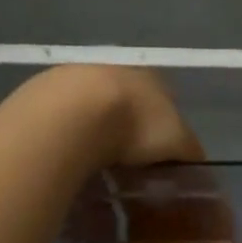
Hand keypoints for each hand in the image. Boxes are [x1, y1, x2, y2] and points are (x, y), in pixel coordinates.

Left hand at [24, 66, 205, 169]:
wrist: (71, 113)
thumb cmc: (134, 125)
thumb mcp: (176, 142)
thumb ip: (189, 151)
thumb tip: (196, 165)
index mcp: (151, 78)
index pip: (165, 103)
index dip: (164, 132)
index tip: (160, 160)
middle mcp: (117, 71)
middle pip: (128, 106)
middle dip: (128, 134)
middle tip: (128, 169)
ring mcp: (79, 79)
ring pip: (93, 113)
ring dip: (96, 137)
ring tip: (95, 171)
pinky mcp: (45, 95)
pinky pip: (64, 124)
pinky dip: (69, 142)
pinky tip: (68, 163)